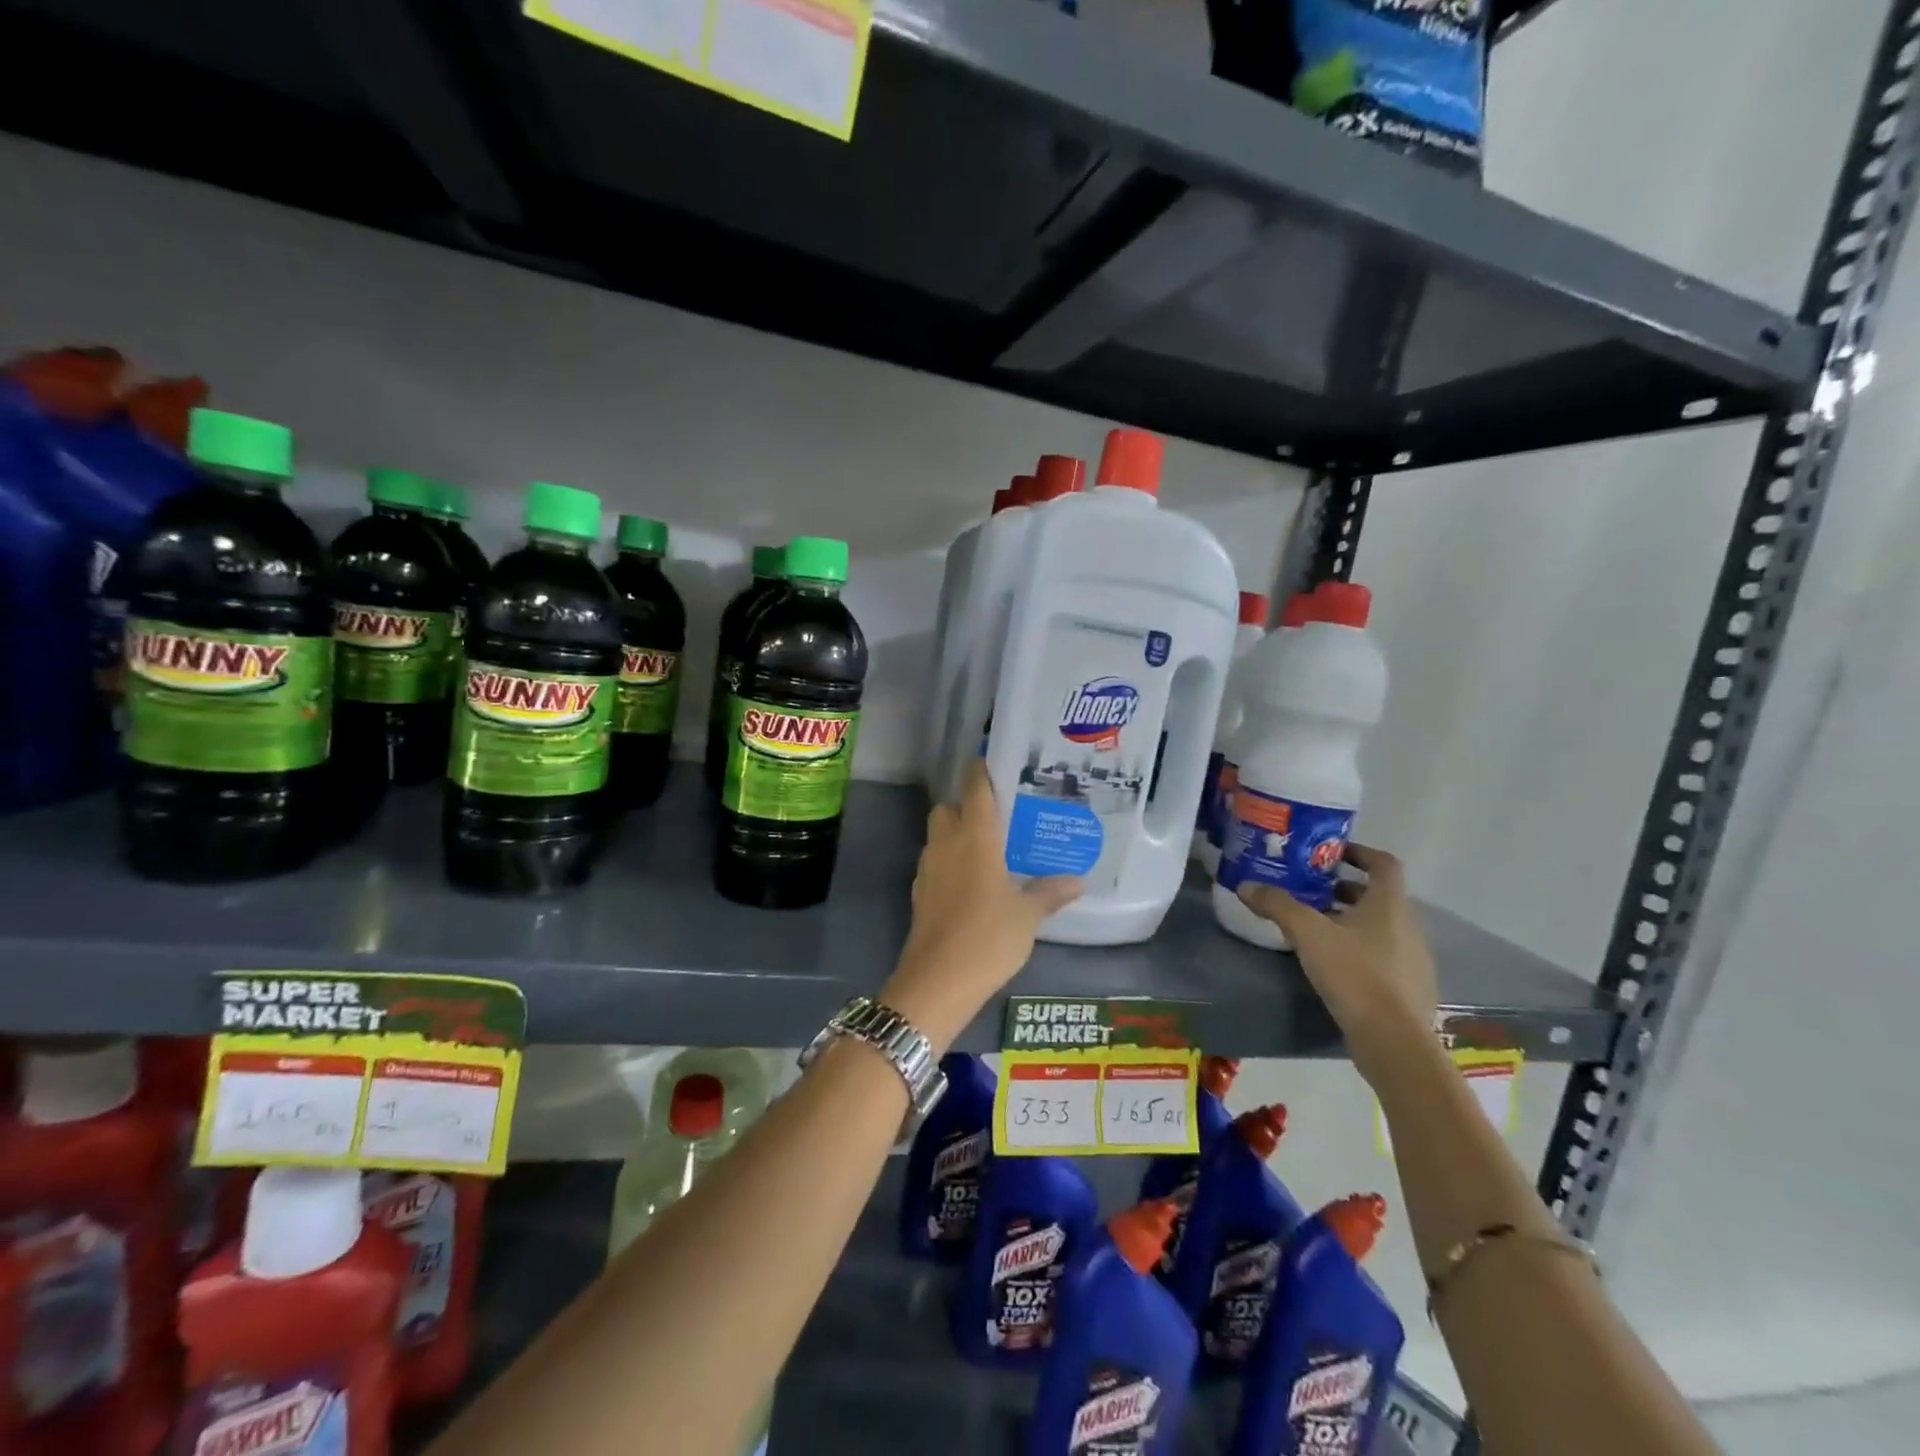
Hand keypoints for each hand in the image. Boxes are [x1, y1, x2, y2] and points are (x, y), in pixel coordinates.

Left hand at [882, 762, 1080, 1048]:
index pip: (974, 789)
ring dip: (956, 835)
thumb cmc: (988, 937)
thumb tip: (1077, 880)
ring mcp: (928, 869)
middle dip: (966, 806)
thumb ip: (1050, 892)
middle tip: (997, 818)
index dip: (980, 771)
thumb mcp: (1028, 916)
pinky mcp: (919, 894)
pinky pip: (935, 864)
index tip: (993, 764)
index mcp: (975, 838)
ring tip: (988, 851)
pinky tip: (971, 885)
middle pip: (948, 808)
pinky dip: (949, 864)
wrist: (938, 980)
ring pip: (938, 836)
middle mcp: (947, 844)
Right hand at [1236, 844, 1437, 1084]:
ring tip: (1315, 928)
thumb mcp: (1307, 934)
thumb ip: (1278, 905)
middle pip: (1380, 896)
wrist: (1395, 1042)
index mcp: (1390, 905)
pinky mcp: (1408, 989)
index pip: (1384, 863)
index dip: (1360, 852)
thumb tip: (1246, 885)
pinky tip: (1332, 965)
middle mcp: (1408, 926)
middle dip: (1345, 890)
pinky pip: (1383, 955)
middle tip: (1312, 891)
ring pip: (1381, 927)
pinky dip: (1359, 949)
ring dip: (1351, 920)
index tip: (1332, 854)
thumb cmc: (1355, 974)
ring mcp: (1413, 960)